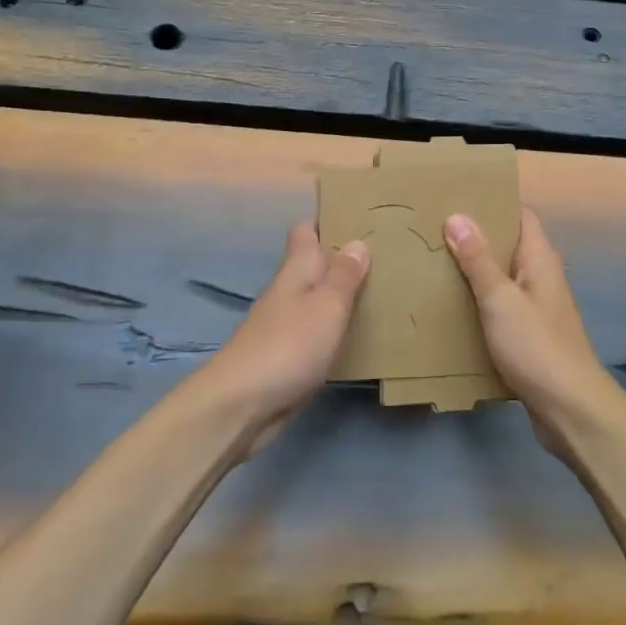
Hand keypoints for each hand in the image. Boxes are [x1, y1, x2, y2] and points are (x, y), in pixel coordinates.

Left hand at [198, 222, 368, 455]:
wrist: (240, 405)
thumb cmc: (288, 345)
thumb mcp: (326, 306)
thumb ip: (343, 276)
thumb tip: (357, 242)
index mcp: (295, 270)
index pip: (305, 231)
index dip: (327, 222)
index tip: (358, 218)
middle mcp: (287, 291)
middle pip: (314, 265)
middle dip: (342, 260)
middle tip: (385, 256)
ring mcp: (283, 324)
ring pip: (315, 298)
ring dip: (340, 295)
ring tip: (380, 292)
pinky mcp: (285, 356)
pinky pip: (314, 330)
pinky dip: (333, 327)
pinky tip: (357, 335)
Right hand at [443, 208, 616, 452]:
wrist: (570, 408)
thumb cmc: (536, 345)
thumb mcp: (500, 299)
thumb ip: (478, 259)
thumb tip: (457, 216)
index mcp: (540, 258)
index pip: (520, 215)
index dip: (493, 204)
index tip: (457, 199)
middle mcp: (542, 276)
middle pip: (509, 246)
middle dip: (476, 239)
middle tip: (434, 231)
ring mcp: (538, 307)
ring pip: (503, 278)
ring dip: (475, 273)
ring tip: (435, 265)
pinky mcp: (531, 335)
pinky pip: (502, 307)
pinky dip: (480, 303)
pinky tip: (453, 309)